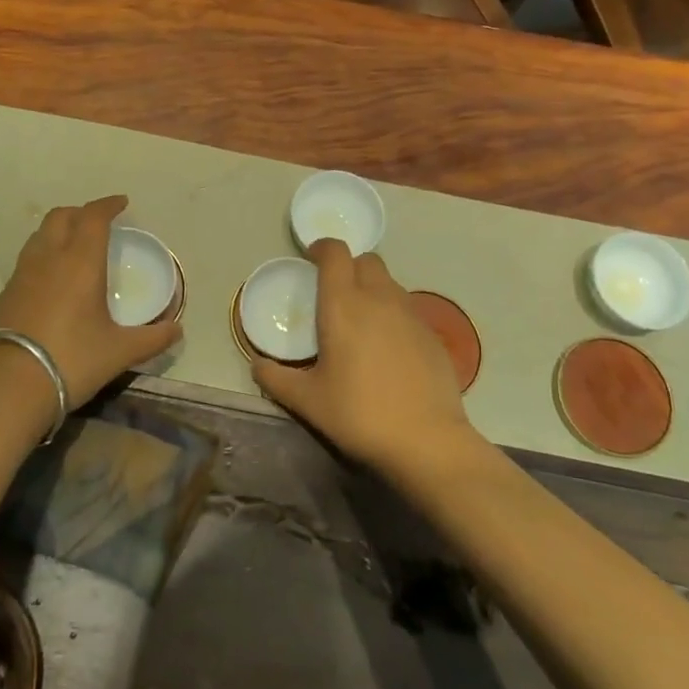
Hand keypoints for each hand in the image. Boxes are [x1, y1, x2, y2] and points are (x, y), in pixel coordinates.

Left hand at [0, 195, 180, 410]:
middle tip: (98, 223)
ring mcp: (22, 274)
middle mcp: (49, 257)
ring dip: (58, 230)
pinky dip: (43, 256)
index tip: (122, 203)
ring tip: (73, 245)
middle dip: (81, 212)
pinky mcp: (5, 293)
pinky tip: (51, 279)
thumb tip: (177, 329)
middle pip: (61, 216)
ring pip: (40, 235)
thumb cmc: (73, 360)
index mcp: (80, 261)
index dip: (108, 205)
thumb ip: (152, 338)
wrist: (11, 386)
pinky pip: (27, 260)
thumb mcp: (120, 352)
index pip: (94, 217)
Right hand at [251, 239, 476, 478]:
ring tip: (361, 322)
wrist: (427, 440)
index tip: (310, 260)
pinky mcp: (432, 334)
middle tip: (334, 293)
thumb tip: (256, 365)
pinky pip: (407, 309)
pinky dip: (393, 315)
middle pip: (366, 260)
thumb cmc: (359, 413)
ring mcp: (410, 314)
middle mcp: (379, 298)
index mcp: (343, 305)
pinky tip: (388, 348)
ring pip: (389, 283)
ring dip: (372, 289)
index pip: (335, 253)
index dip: (322, 248)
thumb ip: (276, 379)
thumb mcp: (308, 401)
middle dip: (349, 267)